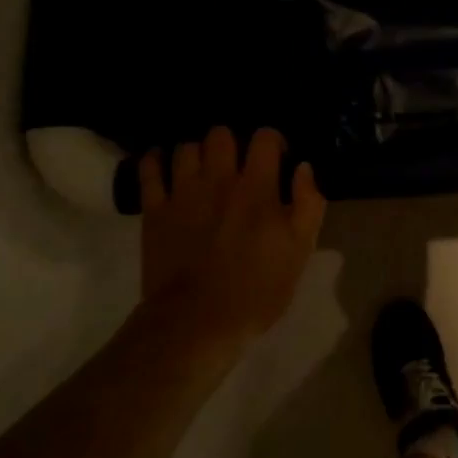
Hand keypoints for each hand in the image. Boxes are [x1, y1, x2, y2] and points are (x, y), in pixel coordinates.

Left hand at [138, 127, 326, 343]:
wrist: (197, 323)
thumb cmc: (257, 289)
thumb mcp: (300, 249)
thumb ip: (308, 202)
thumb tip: (304, 167)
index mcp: (257, 187)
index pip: (265, 137)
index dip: (273, 142)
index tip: (277, 161)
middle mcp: (219, 179)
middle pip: (221, 134)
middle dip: (232, 143)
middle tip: (238, 166)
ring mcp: (182, 193)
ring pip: (186, 147)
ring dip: (198, 154)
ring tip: (203, 171)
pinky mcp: (154, 211)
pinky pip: (149, 170)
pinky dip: (155, 161)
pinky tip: (162, 165)